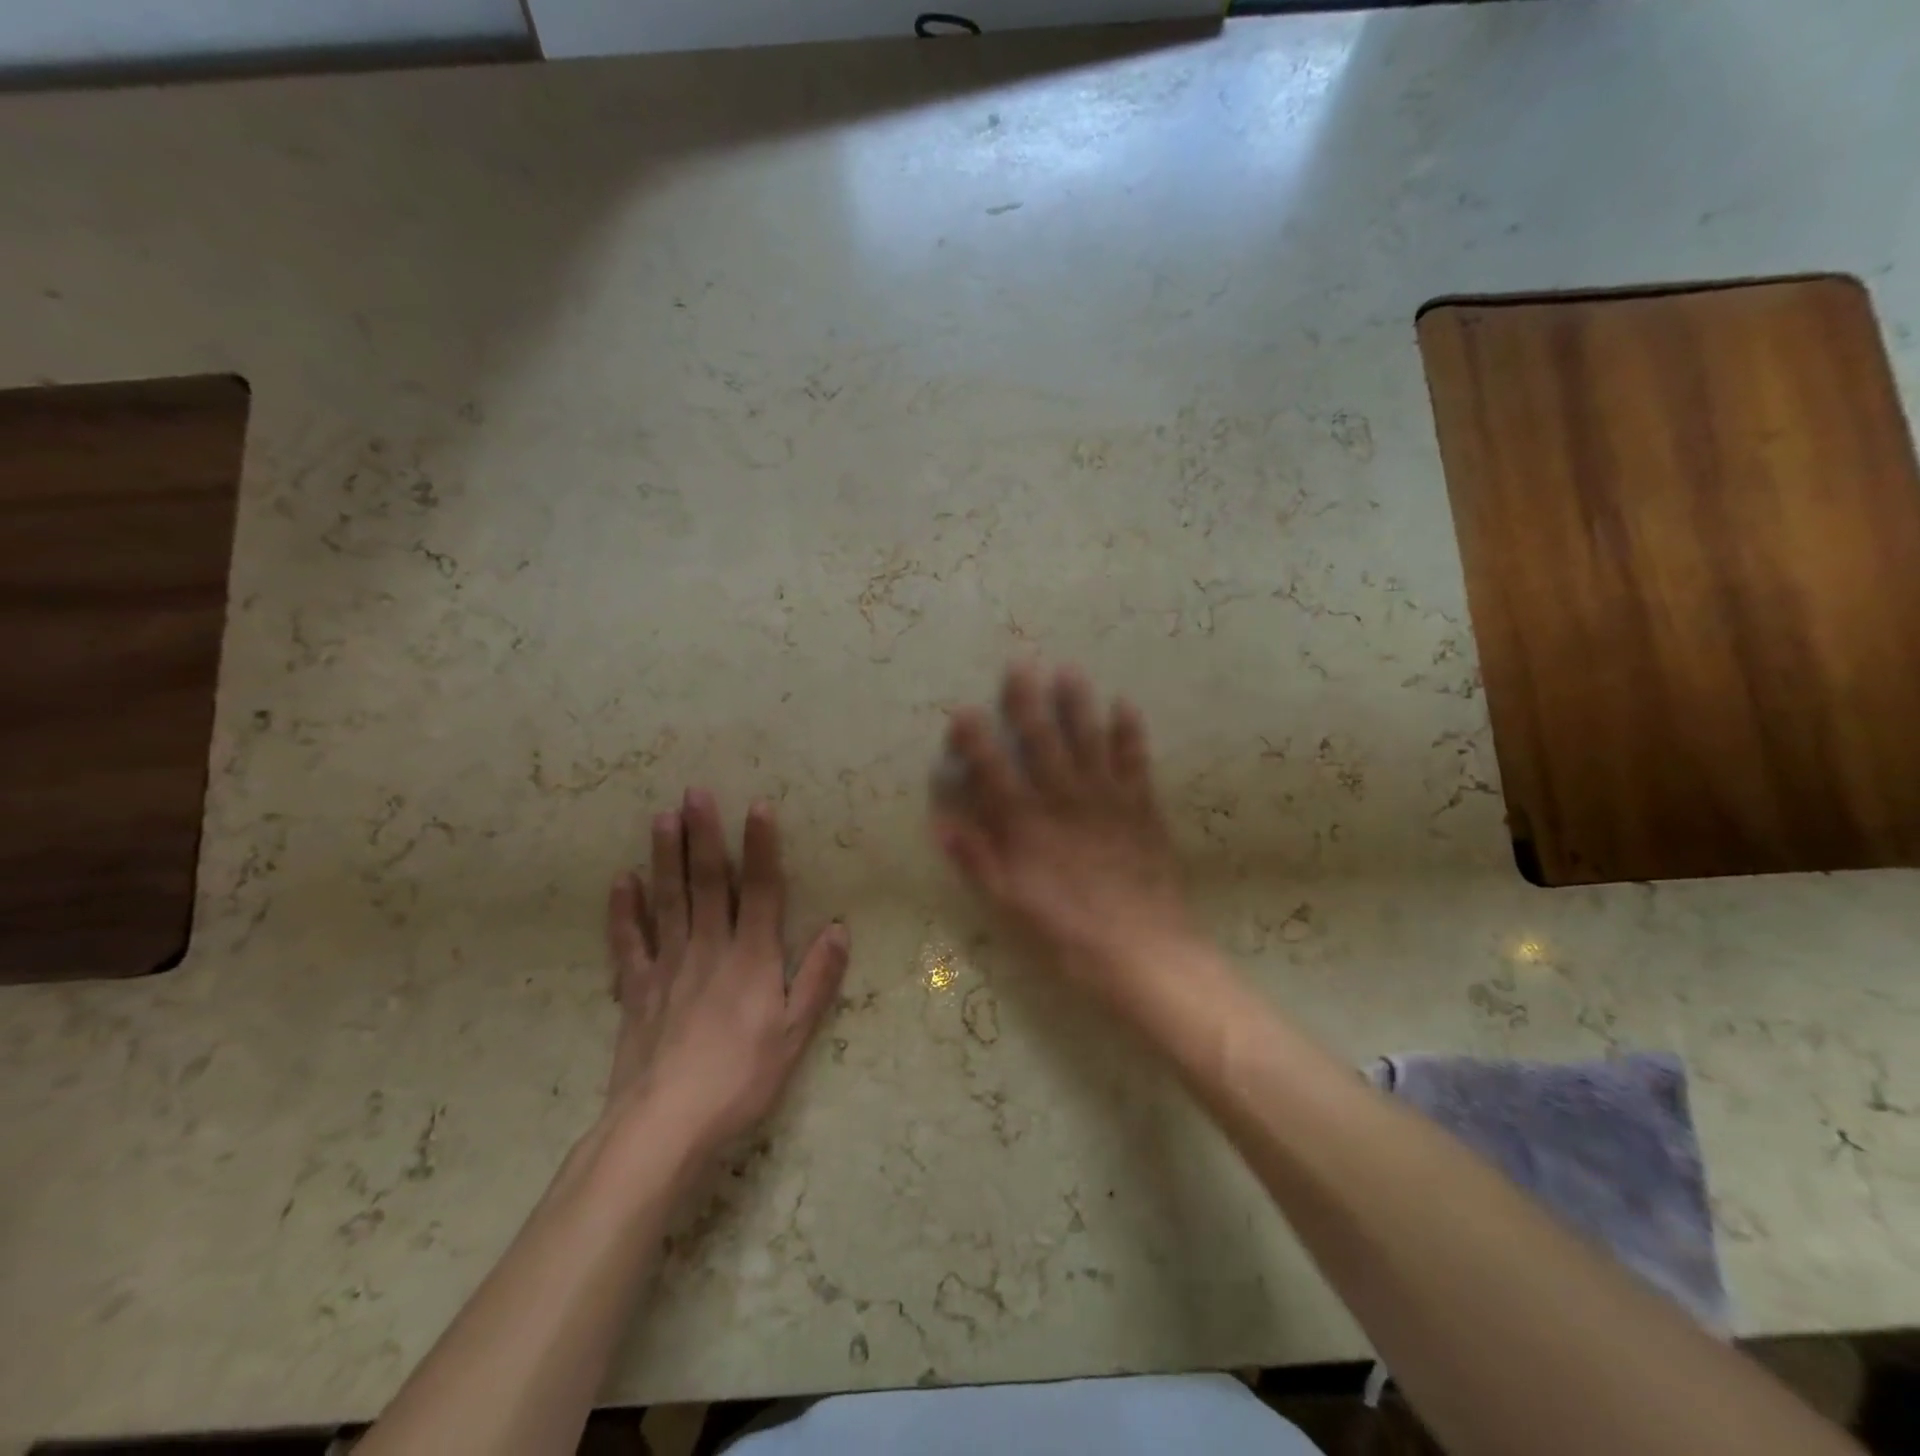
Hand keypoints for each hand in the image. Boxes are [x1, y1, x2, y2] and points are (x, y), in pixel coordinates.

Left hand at [602, 789, 848, 1159]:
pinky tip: (621, 881)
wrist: (664, 1127)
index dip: (761, 848)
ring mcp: (668, 966)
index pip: (761, 891)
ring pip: (668, 901)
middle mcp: (709, 949)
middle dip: (703, 836)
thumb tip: (839, 928)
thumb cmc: (740, 1080)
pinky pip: (629, 943)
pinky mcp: (637, 990)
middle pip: (708, 884)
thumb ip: (817, 979)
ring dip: (665, 858)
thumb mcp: (795, 1035)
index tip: (758, 806)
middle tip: (694, 793)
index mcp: (751, 959)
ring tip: (661, 817)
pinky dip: (623, 911)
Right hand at [933, 662, 1196, 1010]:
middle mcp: (1064, 800)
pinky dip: (1129, 733)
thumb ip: (976, 861)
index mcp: (1026, 825)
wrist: (1144, 953)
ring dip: (1077, 704)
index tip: (963, 710)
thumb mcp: (1009, 907)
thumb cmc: (1067, 936)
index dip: (975, 739)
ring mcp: (1106, 800)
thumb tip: (941, 821)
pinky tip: (1125, 706)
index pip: (993, 771)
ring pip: (1088, 740)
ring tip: (1068, 670)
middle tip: (1020, 665)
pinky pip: (1134, 761)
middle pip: (1041, 742)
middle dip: (1027, 702)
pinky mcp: (1141, 808)